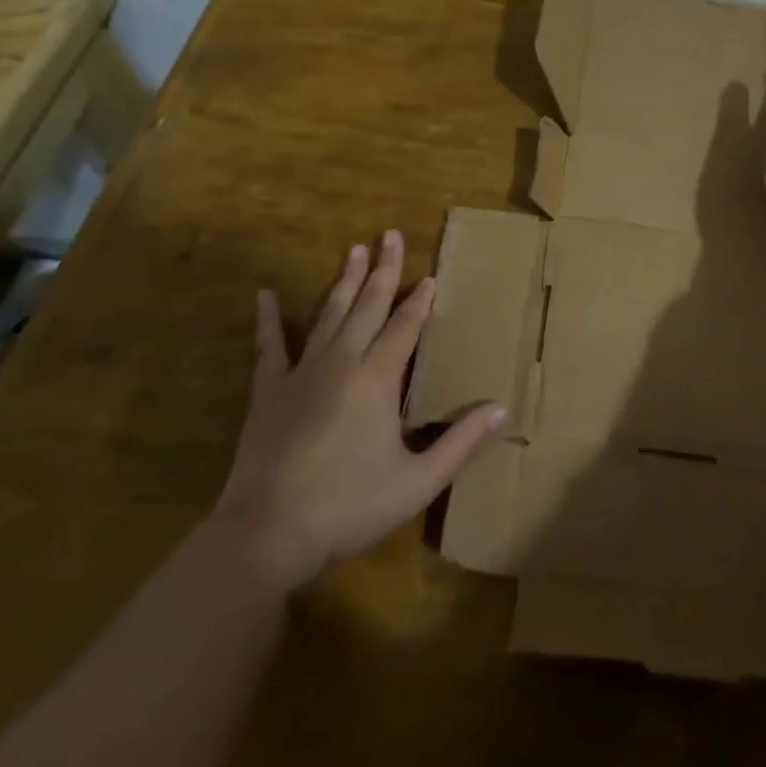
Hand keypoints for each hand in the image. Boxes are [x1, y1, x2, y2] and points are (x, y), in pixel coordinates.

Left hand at [211, 231, 504, 589]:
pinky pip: (271, 346)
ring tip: (354, 249)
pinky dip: (269, 319)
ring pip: (329, 314)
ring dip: (344, 280)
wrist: (268, 532)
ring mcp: (302, 372)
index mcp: (378, 378)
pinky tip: (264, 294)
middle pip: (368, 306)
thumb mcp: (417, 481)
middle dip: (383, 270)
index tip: (430, 276)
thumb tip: (501, 408)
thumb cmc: (349, 506)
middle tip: (390, 235)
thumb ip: (461, 442)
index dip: (419, 301)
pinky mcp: (269, 390)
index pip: (405, 327)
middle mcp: (342, 362)